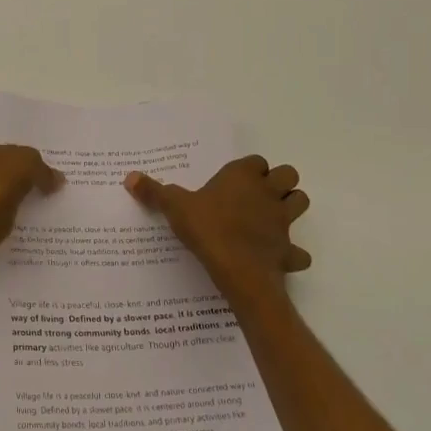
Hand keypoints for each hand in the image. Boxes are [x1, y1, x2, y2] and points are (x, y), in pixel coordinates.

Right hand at [125, 155, 311, 284]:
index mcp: (243, 176)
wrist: (237, 269)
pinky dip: (292, 254)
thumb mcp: (174, 207)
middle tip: (257, 195)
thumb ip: (154, 192)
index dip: (248, 169)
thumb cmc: (207, 228)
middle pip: (288, 175)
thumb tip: (130, 177)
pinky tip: (278, 257)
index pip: (256, 161)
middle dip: (279, 182)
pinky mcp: (288, 249)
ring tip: (271, 218)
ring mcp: (282, 220)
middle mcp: (268, 192)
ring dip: (291, 207)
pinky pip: (298, 251)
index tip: (233, 181)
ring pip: (301, 202)